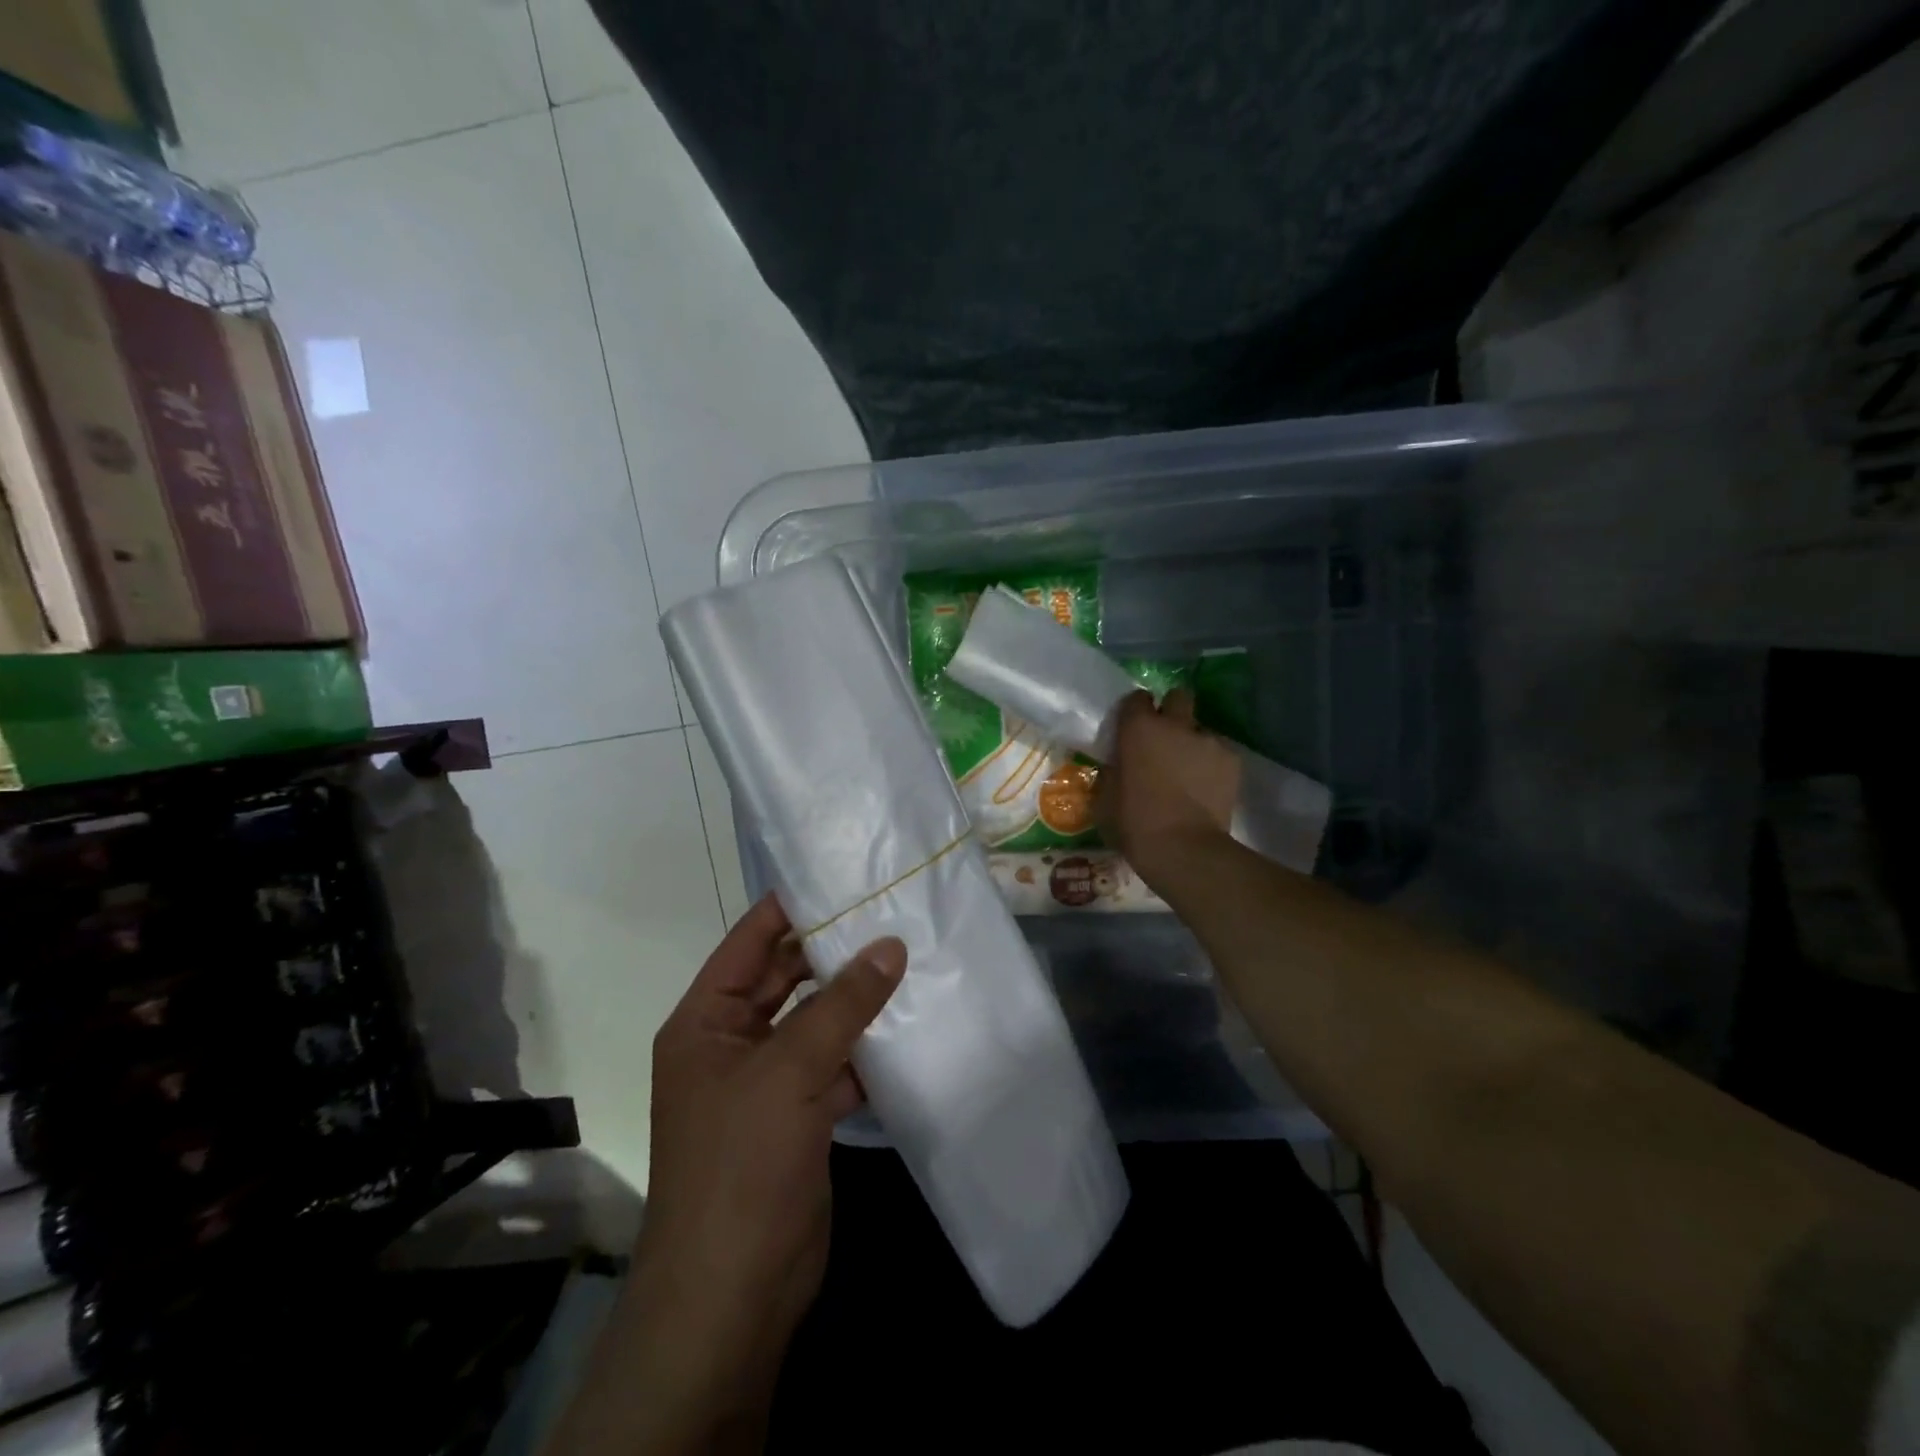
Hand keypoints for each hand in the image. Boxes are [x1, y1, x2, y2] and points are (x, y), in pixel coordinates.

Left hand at [631, 895, 904, 1428]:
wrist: (734, 1291)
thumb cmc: (742, 1162)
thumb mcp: (791, 1070)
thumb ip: (844, 1004)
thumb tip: (892, 945)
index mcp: (706, 1021)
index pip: (750, 942)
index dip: (791, 907)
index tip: (844, 876)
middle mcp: (732, 1042)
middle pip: (787, 979)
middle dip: (834, 952)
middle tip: (891, 914)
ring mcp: (767, 1081)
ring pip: (816, 1021)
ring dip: (856, 1000)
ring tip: (911, 959)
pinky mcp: (800, 1115)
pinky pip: (836, 1064)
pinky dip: (867, 1048)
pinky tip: (910, 1026)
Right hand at [1097, 688, 1240, 878]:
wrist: (1185, 850)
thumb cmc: (1135, 824)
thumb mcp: (1106, 798)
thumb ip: (1113, 771)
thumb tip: (1119, 765)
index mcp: (1138, 729)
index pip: (1136, 698)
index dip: (1135, 711)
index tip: (1132, 729)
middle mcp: (1175, 725)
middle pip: (1178, 696)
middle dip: (1172, 710)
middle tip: (1165, 738)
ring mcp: (1208, 741)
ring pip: (1200, 730)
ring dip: (1192, 744)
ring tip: (1189, 774)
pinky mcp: (1232, 761)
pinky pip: (1218, 754)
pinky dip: (1212, 766)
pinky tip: (1206, 789)